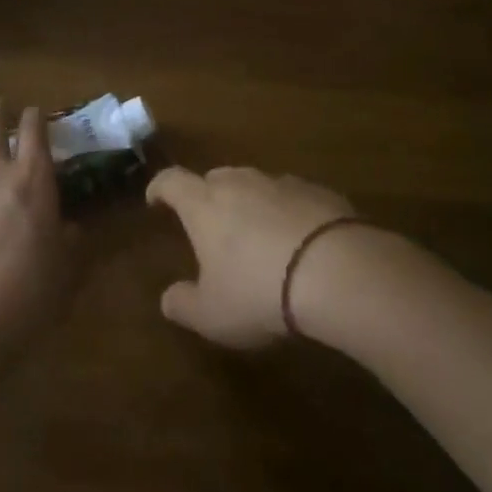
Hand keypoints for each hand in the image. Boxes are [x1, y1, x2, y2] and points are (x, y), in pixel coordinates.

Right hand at [146, 165, 354, 347]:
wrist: (336, 269)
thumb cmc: (258, 291)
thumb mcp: (212, 314)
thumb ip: (184, 304)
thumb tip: (168, 298)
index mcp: (204, 204)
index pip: (172, 181)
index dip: (160, 188)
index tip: (155, 200)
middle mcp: (239, 182)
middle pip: (215, 177)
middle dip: (207, 196)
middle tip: (209, 223)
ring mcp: (281, 182)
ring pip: (255, 184)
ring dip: (250, 203)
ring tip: (256, 234)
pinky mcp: (318, 191)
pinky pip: (291, 196)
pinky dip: (286, 211)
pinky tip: (297, 240)